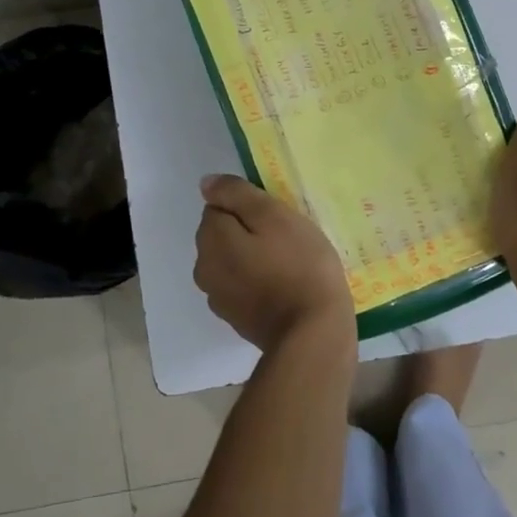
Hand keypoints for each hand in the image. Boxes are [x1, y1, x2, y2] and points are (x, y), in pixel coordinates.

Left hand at [193, 174, 356, 359]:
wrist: (313, 333)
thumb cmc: (299, 265)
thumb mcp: (274, 216)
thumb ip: (237, 195)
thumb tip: (206, 184)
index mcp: (211, 239)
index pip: (219, 206)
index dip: (248, 207)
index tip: (276, 218)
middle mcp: (204, 268)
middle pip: (222, 234)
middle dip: (246, 231)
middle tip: (285, 238)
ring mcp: (218, 298)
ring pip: (231, 260)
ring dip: (251, 256)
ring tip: (287, 262)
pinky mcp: (236, 318)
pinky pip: (241, 285)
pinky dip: (256, 281)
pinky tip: (283, 285)